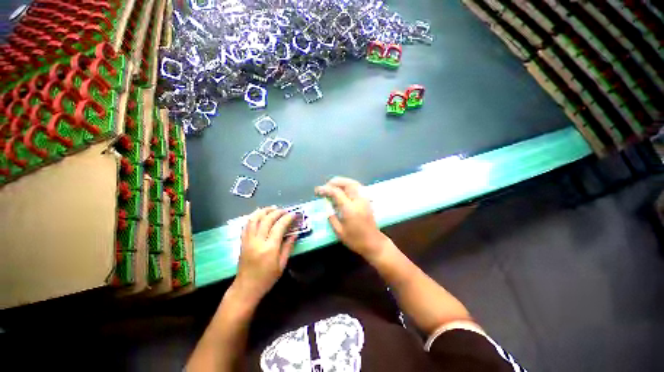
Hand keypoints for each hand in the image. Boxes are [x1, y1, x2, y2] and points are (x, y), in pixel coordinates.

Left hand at [234, 207, 295, 304]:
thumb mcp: (282, 265)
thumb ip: (288, 247)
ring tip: (272, 208)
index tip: (293, 214)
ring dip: (264, 211)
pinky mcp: (242, 241)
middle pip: (267, 220)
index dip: (287, 218)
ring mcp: (248, 240)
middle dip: (277, 212)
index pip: (279, 226)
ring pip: (254, 219)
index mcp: (269, 248)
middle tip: (285, 210)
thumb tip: (295, 233)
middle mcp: (257, 241)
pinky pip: (247, 225)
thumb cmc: (267, 279)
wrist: (246, 288)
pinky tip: (260, 214)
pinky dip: (254, 217)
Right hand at [315, 177, 387, 258]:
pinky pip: (358, 187)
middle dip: (335, 182)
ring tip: (333, 185)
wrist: (374, 243)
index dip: (325, 189)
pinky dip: (349, 185)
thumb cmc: (355, 240)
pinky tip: (344, 189)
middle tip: (326, 186)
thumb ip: (331, 218)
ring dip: (342, 181)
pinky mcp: (367, 201)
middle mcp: (358, 201)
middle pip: (347, 183)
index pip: (336, 192)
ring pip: (354, 183)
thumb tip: (327, 208)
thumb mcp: (339, 232)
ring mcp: (364, 199)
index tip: (317, 191)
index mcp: (349, 209)